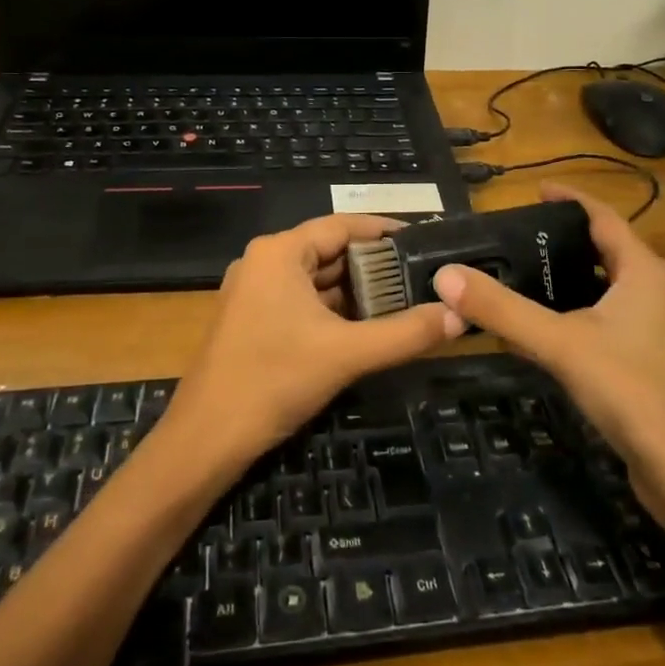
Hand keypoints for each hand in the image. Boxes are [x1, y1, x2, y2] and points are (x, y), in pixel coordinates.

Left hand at [164, 213, 464, 470]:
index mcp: (279, 253)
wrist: (206, 439)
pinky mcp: (253, 321)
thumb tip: (458, 316)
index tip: (424, 240)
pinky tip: (368, 327)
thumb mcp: (347, 354)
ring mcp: (254, 293)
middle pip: (330, 252)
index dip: (384, 231)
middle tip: (423, 277)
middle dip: (375, 265)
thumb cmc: (274, 381)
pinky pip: (303, 303)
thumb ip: (406, 333)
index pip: (341, 226)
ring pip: (317, 281)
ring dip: (357, 291)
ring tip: (407, 300)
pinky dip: (335, 311)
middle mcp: (264, 263)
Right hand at [430, 183, 664, 493]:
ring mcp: (655, 328)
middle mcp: (653, 291)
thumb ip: (502, 309)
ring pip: (606, 287)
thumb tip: (445, 275)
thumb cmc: (631, 391)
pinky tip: (545, 328)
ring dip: (569, 278)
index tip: (534, 190)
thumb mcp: (560, 344)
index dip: (570, 199)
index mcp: (642, 272)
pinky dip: (576, 311)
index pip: (603, 217)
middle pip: (604, 250)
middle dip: (563, 239)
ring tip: (521, 274)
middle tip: (515, 237)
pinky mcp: (649, 360)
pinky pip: (607, 318)